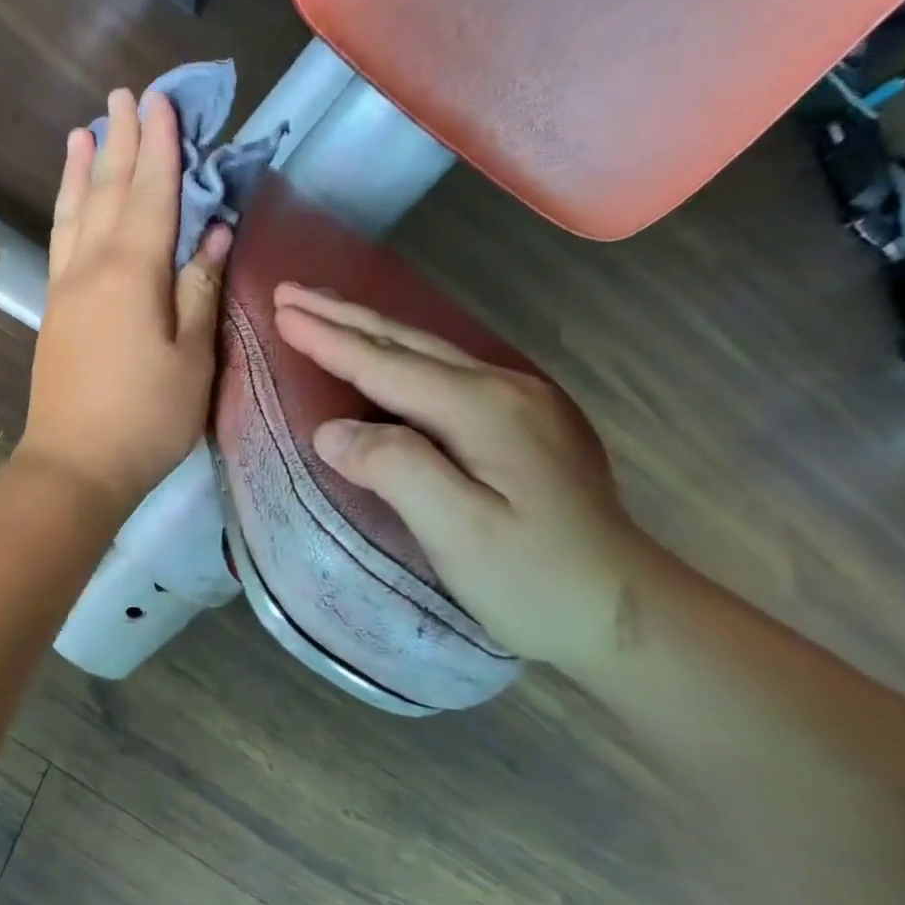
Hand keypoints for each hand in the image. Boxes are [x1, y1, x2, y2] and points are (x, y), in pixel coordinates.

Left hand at [17, 88, 232, 516]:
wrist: (74, 465)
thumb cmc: (145, 418)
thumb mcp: (192, 358)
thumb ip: (199, 289)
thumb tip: (214, 232)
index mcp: (132, 273)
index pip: (152, 194)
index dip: (161, 147)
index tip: (163, 101)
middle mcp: (91, 267)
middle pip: (109, 191)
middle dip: (121, 141)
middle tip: (125, 95)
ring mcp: (65, 289)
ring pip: (74, 213)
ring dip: (83, 169)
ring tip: (84, 131)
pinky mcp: (53, 312)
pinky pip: (59, 242)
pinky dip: (66, 211)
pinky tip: (70, 203)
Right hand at [273, 283, 665, 671]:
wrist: (624, 612)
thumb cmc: (532, 579)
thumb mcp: (457, 530)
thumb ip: (393, 468)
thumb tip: (330, 430)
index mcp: (483, 409)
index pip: (386, 364)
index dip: (329, 338)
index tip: (280, 309)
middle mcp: (504, 389)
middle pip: (407, 342)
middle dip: (343, 315)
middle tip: (289, 291)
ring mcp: (520, 403)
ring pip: (428, 352)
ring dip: (369, 329)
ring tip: (323, 311)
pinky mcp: (523, 424)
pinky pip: (444, 373)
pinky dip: (398, 356)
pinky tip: (385, 356)